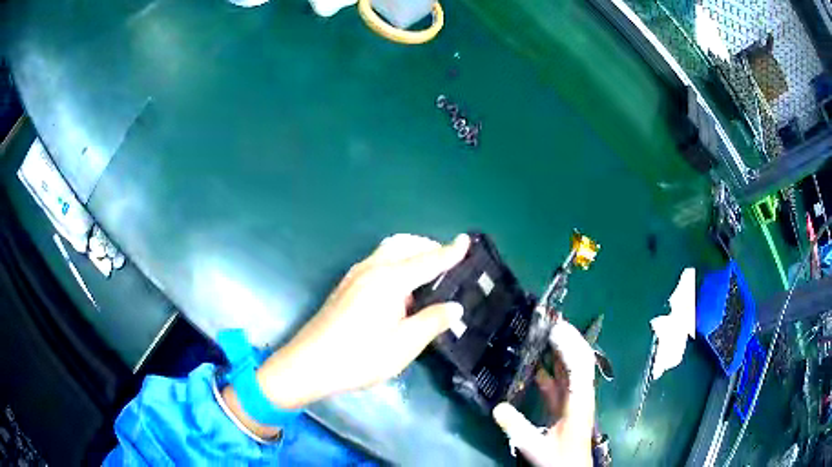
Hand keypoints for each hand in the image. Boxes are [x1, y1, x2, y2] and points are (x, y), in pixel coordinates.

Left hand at [257, 233, 468, 408]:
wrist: (308, 364)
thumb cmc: (359, 357)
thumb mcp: (403, 345)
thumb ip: (432, 322)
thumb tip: (455, 307)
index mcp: (389, 280)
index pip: (427, 261)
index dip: (449, 252)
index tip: (466, 240)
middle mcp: (371, 269)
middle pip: (404, 245)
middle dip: (428, 247)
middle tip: (448, 262)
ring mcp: (355, 276)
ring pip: (388, 250)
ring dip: (410, 252)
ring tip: (427, 273)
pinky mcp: (345, 286)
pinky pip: (377, 261)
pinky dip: (396, 262)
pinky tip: (400, 287)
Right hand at [492, 320, 595, 466]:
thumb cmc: (560, 459)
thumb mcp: (536, 446)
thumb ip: (517, 428)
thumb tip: (497, 407)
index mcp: (579, 401)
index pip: (579, 366)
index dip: (569, 345)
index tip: (554, 328)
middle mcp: (580, 394)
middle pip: (579, 359)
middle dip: (569, 338)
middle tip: (551, 320)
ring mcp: (574, 398)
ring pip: (570, 367)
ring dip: (560, 348)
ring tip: (545, 331)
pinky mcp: (567, 404)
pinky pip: (560, 381)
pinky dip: (550, 368)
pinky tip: (536, 362)